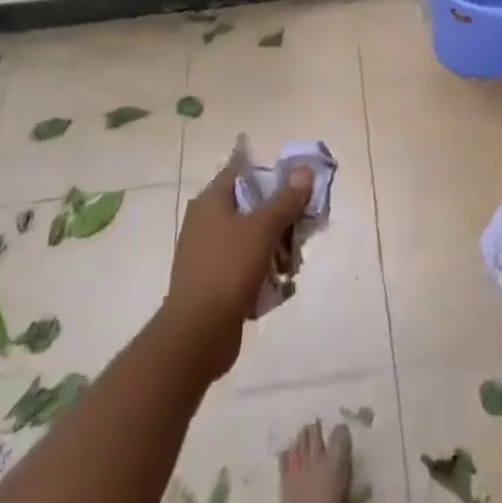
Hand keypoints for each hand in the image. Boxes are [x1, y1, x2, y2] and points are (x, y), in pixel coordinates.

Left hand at [161, 147, 314, 383]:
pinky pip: (245, 262)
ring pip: (251, 235)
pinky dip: (263, 267)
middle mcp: (205, 221)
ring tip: (295, 259)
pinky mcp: (214, 279)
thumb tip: (304, 169)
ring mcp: (208, 252)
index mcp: (210, 201)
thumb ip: (286, 199)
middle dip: (280, 212)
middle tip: (304, 222)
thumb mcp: (263, 228)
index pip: (240, 169)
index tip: (296, 177)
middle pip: (250, 203)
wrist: (197, 334)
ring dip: (275, 244)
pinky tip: (281, 282)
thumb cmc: (228, 268)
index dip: (269, 169)